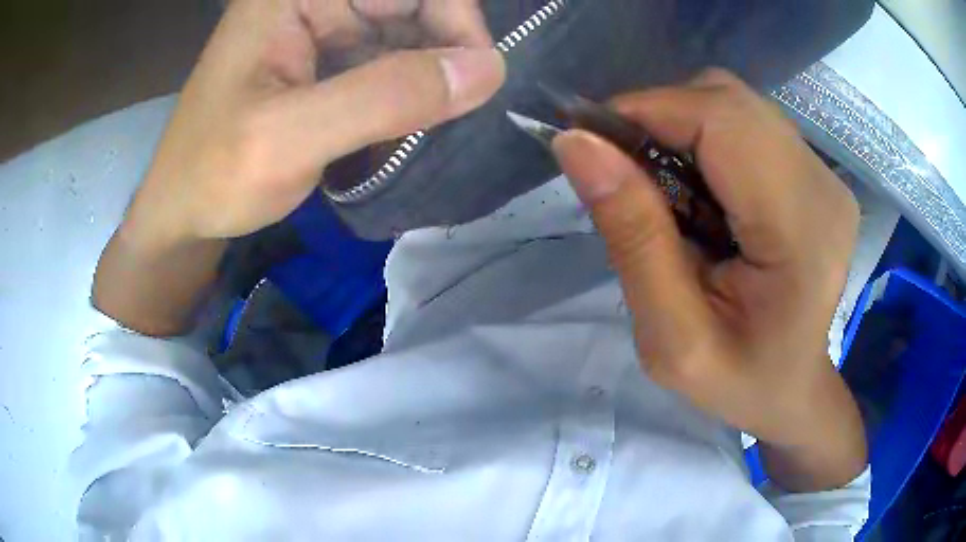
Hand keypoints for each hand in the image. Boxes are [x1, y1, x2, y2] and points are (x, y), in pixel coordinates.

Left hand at [95, 0, 504, 335]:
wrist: (182, 212)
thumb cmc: (213, 176)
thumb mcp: (288, 139)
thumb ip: (383, 98)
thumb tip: (486, 70)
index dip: (453, 18)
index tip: (475, 79)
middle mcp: (312, 2)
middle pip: (410, 5)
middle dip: (442, 53)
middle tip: (454, 113)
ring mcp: (319, 30)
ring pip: (406, 35)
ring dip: (427, 78)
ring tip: (426, 129)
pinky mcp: (325, 62)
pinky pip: (387, 62)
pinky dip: (407, 94)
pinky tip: (402, 129)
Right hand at [553, 69, 865, 490]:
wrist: (793, 390)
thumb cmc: (739, 381)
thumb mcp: (671, 337)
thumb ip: (632, 237)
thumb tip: (576, 144)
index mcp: (802, 232)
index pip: (722, 119)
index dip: (648, 111)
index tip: (592, 144)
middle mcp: (823, 185)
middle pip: (728, 99)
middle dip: (660, 118)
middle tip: (623, 172)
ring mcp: (825, 175)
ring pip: (735, 103)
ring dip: (681, 127)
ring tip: (663, 189)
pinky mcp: (816, 173)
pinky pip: (748, 123)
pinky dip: (705, 138)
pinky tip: (699, 189)